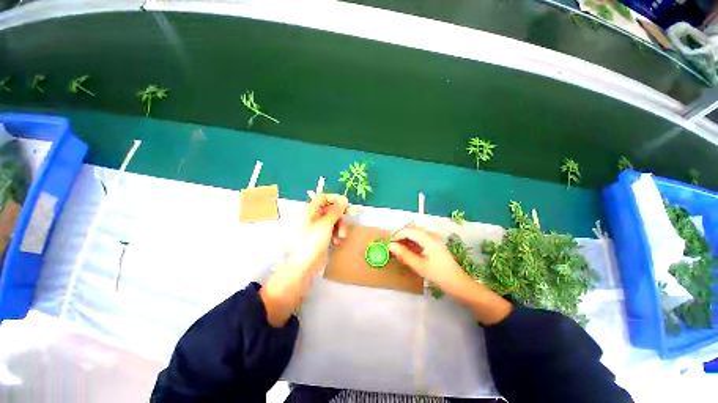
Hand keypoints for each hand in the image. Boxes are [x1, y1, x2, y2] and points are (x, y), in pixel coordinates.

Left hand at [260, 194, 349, 326]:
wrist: (305, 265)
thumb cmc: (312, 242)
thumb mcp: (326, 224)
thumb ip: (335, 210)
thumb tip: (343, 199)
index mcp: (310, 211)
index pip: (323, 198)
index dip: (334, 198)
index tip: (346, 202)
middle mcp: (313, 217)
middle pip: (330, 209)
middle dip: (341, 213)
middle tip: (353, 213)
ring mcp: (318, 227)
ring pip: (333, 220)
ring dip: (340, 226)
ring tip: (341, 236)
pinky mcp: (322, 236)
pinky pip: (332, 230)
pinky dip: (336, 234)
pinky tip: (336, 241)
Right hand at [390, 227, 511, 324]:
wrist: (458, 283)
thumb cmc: (439, 274)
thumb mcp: (419, 265)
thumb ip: (404, 254)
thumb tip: (391, 245)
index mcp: (428, 239)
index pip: (409, 231)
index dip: (398, 236)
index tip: (391, 245)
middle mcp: (432, 235)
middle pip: (413, 231)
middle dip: (402, 239)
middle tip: (396, 250)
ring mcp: (435, 239)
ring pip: (416, 235)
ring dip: (408, 242)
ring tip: (402, 254)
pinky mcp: (436, 244)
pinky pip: (421, 240)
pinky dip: (414, 245)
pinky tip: (411, 254)